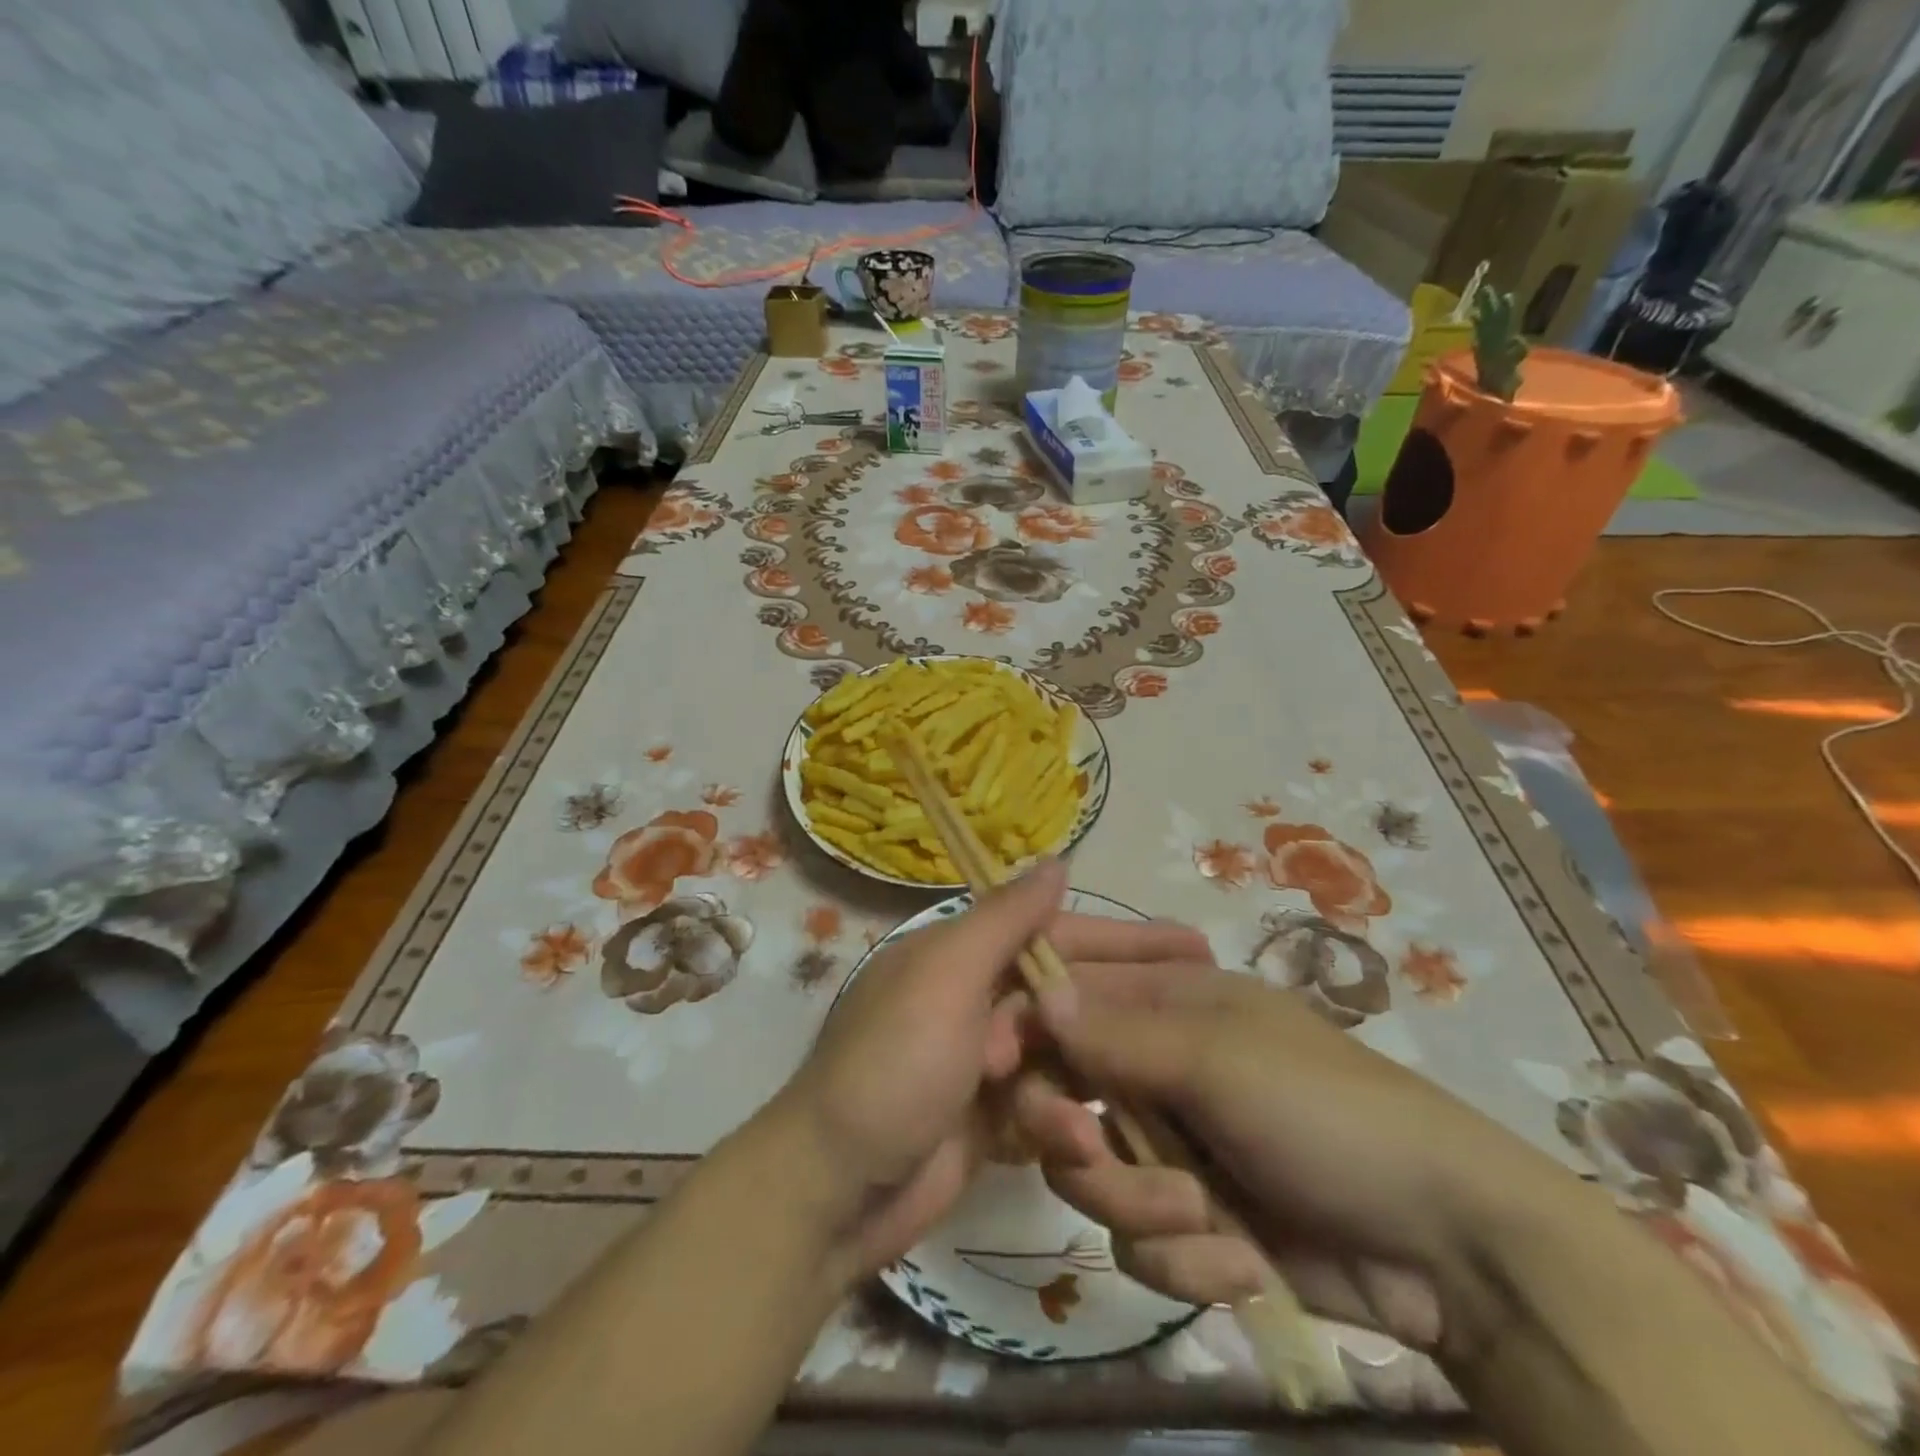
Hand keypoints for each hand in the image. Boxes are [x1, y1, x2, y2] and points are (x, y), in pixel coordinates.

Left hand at [774, 862, 1211, 1283]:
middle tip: (1206, 1014)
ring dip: (1095, 1075)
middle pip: (1068, 994)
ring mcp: (982, 1062)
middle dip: (1126, 1007)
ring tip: (1154, 1091)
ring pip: (1063, 1054)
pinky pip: (1045, 1106)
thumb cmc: (893, 1067)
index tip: (1192, 945)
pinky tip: (1085, 1138)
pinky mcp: (989, 1118)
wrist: (833, 1191)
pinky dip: (1063, 1119)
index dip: (1125, 938)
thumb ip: (1004, 921)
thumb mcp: (945, 979)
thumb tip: (1057, 861)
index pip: (1056, 933)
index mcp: (960, 955)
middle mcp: (974, 998)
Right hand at [1013, 960, 1565, 1352]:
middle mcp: (1156, 1068)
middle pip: (1062, 1094)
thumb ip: (1118, 1035)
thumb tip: (1037, 997)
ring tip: (1202, 1218)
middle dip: (1073, 1135)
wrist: (1445, 1247)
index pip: (1065, 1001)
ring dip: (1138, 1207)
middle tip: (1089, 1151)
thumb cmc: (1324, 1111)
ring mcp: (1171, 1147)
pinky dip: (1183, 1260)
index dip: (1028, 1031)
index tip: (1001, 1068)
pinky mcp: (1191, 1221)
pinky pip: (1138, 1243)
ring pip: (1091, 1176)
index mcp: (1165, 1004)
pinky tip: (1238, 1262)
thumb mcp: (1217, 1059)